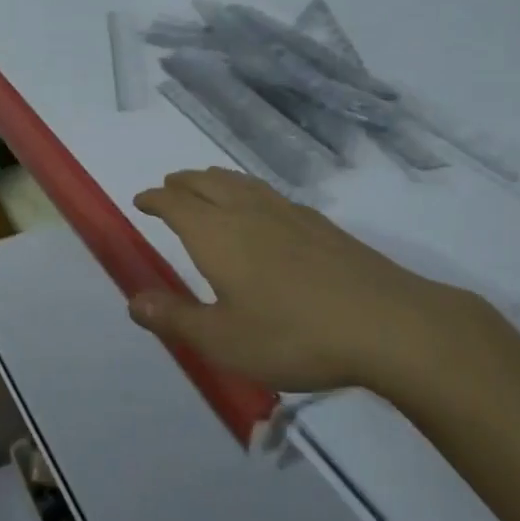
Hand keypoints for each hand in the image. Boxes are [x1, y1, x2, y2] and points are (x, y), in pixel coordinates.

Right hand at [128, 168, 489, 402]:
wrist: (387, 324)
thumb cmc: (293, 334)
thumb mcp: (223, 340)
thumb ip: (175, 318)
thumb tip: (132, 300)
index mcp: (216, 234)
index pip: (175, 204)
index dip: (154, 199)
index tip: (141, 200)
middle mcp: (247, 212)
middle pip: (206, 183)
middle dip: (182, 183)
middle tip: (168, 188)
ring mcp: (288, 214)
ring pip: (240, 183)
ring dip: (214, 180)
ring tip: (206, 185)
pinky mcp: (321, 225)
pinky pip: (269, 193)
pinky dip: (248, 190)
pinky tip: (262, 208)